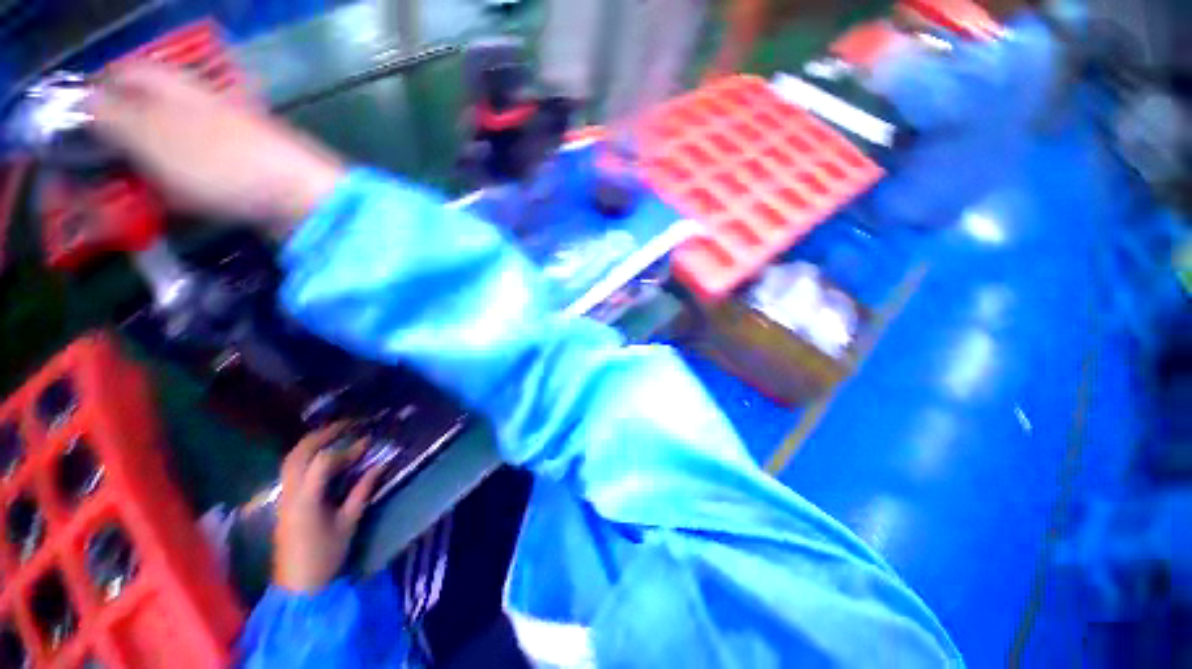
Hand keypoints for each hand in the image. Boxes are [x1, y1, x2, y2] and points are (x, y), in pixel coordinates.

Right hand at [87, 62, 345, 235]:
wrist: (304, 198)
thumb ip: (108, 113)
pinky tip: (166, 209)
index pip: (116, 77)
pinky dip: (172, 191)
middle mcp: (194, 104)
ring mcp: (219, 139)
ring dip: (137, 176)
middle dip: (108, 149)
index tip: (69, 140)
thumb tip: (78, 100)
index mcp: (169, 84)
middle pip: (136, 116)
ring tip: (121, 203)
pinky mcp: (239, 172)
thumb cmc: (221, 161)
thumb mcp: (148, 132)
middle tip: (91, 184)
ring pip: (160, 151)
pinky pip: (192, 177)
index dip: (87, 104)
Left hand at [273, 425, 382, 591]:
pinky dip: (306, 456)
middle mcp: (290, 494)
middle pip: (299, 454)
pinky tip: (322, 455)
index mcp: (307, 500)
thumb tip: (380, 465)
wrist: (297, 586)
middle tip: (347, 425)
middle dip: (323, 435)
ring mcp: (283, 497)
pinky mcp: (284, 502)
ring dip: (312, 443)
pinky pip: (291, 470)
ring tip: (335, 434)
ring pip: (291, 460)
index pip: (324, 462)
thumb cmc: (326, 556)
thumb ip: (362, 491)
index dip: (348, 449)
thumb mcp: (349, 523)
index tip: (368, 443)